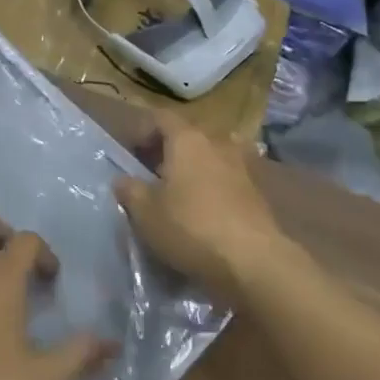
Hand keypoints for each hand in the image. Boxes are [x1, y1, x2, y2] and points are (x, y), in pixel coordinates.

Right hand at [114, 111, 285, 300]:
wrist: (253, 261)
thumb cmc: (191, 227)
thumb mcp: (146, 213)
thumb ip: (130, 191)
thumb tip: (123, 179)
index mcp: (188, 139)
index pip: (161, 118)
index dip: (142, 131)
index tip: (130, 154)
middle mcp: (217, 143)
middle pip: (187, 136)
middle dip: (167, 152)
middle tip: (150, 176)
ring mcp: (242, 166)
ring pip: (209, 158)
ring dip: (192, 170)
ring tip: (177, 196)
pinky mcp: (257, 192)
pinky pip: (226, 180)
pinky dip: (212, 188)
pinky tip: (202, 213)